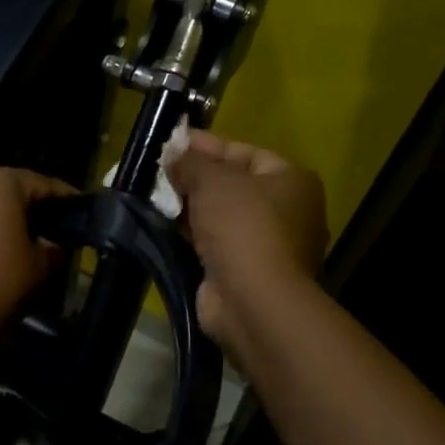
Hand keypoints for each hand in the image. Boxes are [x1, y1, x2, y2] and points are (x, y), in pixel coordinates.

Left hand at [0, 164, 73, 350]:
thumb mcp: (40, 266)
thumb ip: (52, 248)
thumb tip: (53, 245)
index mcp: (1, 180)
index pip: (43, 184)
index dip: (65, 198)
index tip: (80, 209)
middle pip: (9, 187)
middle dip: (31, 204)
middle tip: (52, 224)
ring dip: (2, 214)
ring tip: (21, 237)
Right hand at [167, 133, 326, 345]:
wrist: (254, 302)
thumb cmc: (242, 227)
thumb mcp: (213, 181)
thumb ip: (191, 163)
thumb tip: (173, 157)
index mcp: (291, 181)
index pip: (245, 152)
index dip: (207, 145)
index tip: (172, 142)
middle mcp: (287, 212)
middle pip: (233, 185)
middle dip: (196, 177)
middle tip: (158, 169)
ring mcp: (268, 246)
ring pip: (222, 216)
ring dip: (190, 207)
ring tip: (153, 195)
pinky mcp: (246, 273)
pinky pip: (215, 243)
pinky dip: (191, 234)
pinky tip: (163, 225)